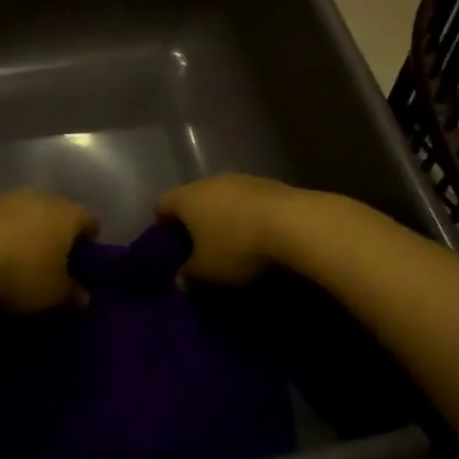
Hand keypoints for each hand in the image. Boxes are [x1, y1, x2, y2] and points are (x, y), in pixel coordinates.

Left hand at [0, 189, 97, 312]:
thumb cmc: (21, 273)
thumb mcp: (53, 294)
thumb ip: (72, 293)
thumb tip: (83, 295)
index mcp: (68, 214)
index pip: (91, 222)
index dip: (90, 244)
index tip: (83, 266)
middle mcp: (42, 198)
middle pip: (59, 215)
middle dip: (58, 237)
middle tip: (54, 266)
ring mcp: (9, 198)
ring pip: (29, 216)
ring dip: (29, 234)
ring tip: (21, 263)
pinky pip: (2, 222)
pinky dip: (4, 236)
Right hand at [157, 175, 301, 286]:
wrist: (297, 224)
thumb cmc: (238, 248)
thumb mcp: (206, 272)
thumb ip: (188, 275)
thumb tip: (180, 278)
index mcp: (187, 197)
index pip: (162, 206)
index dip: (161, 228)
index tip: (169, 250)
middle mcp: (211, 181)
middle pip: (193, 200)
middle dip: (195, 224)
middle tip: (199, 252)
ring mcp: (243, 180)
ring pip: (223, 200)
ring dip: (224, 219)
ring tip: (232, 247)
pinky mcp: (271, 185)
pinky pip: (249, 203)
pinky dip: (248, 218)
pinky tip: (259, 239)